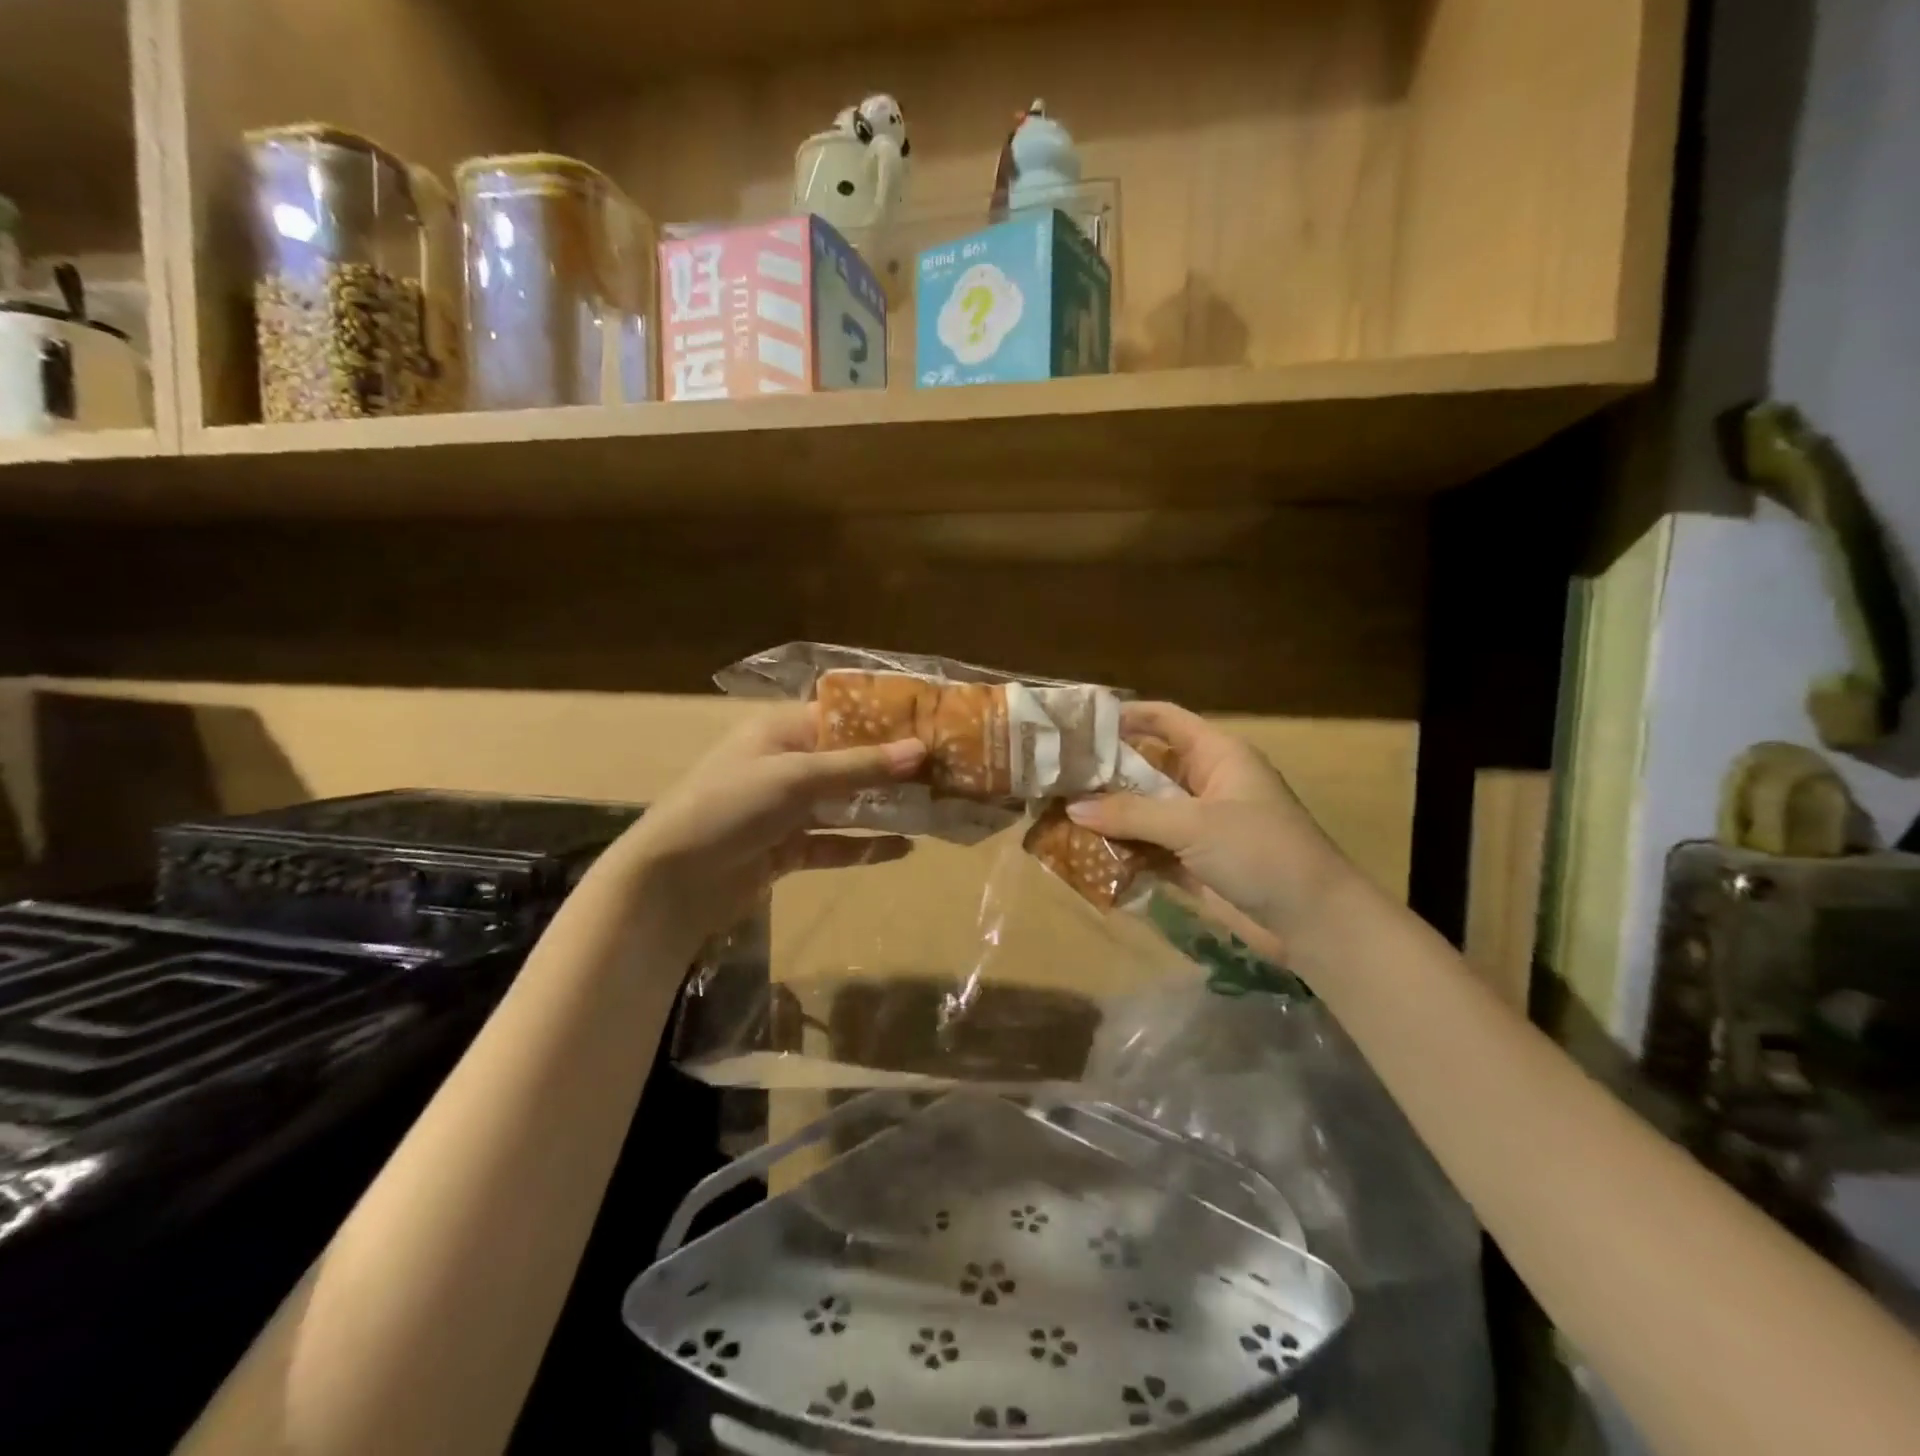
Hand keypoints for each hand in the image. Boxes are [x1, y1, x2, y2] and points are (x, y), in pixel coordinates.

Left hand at [609, 704, 925, 943]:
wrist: (671, 881)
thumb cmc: (729, 807)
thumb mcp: (796, 777)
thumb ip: (859, 766)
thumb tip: (921, 750)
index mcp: (782, 731)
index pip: (843, 716)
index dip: (887, 721)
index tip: (935, 725)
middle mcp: (787, 765)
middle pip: (850, 761)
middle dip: (893, 768)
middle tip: (946, 771)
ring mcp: (787, 810)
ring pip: (846, 804)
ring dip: (885, 808)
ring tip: (935, 809)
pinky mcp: (787, 849)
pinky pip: (835, 844)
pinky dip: (865, 846)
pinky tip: (903, 848)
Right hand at [1066, 702, 1354, 952]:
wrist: (1313, 922)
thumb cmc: (1260, 851)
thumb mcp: (1194, 824)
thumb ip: (1131, 814)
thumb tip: (1072, 808)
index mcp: (1217, 755)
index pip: (1165, 720)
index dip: (1126, 716)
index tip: (1080, 724)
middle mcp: (1206, 784)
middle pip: (1147, 767)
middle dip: (1105, 772)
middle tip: (1057, 776)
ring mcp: (1200, 826)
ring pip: (1145, 811)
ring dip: (1109, 816)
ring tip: (1058, 814)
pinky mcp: (1195, 863)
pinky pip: (1150, 849)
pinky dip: (1123, 851)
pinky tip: (1085, 853)